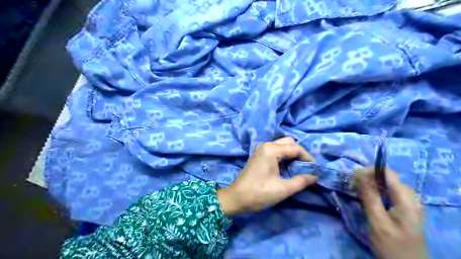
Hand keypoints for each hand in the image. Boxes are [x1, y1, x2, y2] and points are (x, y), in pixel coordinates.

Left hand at [217, 138, 317, 216]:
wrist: (236, 198)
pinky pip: (276, 151)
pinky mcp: (259, 155)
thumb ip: (301, 181)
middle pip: (289, 143)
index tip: (315, 169)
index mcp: (271, 150)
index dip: (308, 158)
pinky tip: (288, 168)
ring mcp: (261, 149)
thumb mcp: (283, 189)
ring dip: (292, 155)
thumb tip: (315, 176)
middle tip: (307, 167)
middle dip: (300, 153)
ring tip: (299, 169)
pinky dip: (284, 157)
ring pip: (282, 146)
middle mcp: (266, 145)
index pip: (296, 148)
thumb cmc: (259, 193)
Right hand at [354, 168, 426, 258]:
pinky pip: (388, 192)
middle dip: (367, 178)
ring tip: (355, 191)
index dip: (369, 171)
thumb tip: (358, 174)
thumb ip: (369, 197)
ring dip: (369, 184)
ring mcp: (408, 203)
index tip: (352, 178)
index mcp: (407, 200)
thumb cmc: (392, 246)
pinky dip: (374, 191)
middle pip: (386, 177)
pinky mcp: (403, 208)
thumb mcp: (377, 222)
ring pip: (386, 184)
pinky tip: (365, 197)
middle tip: (351, 186)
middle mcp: (410, 197)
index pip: (387, 173)